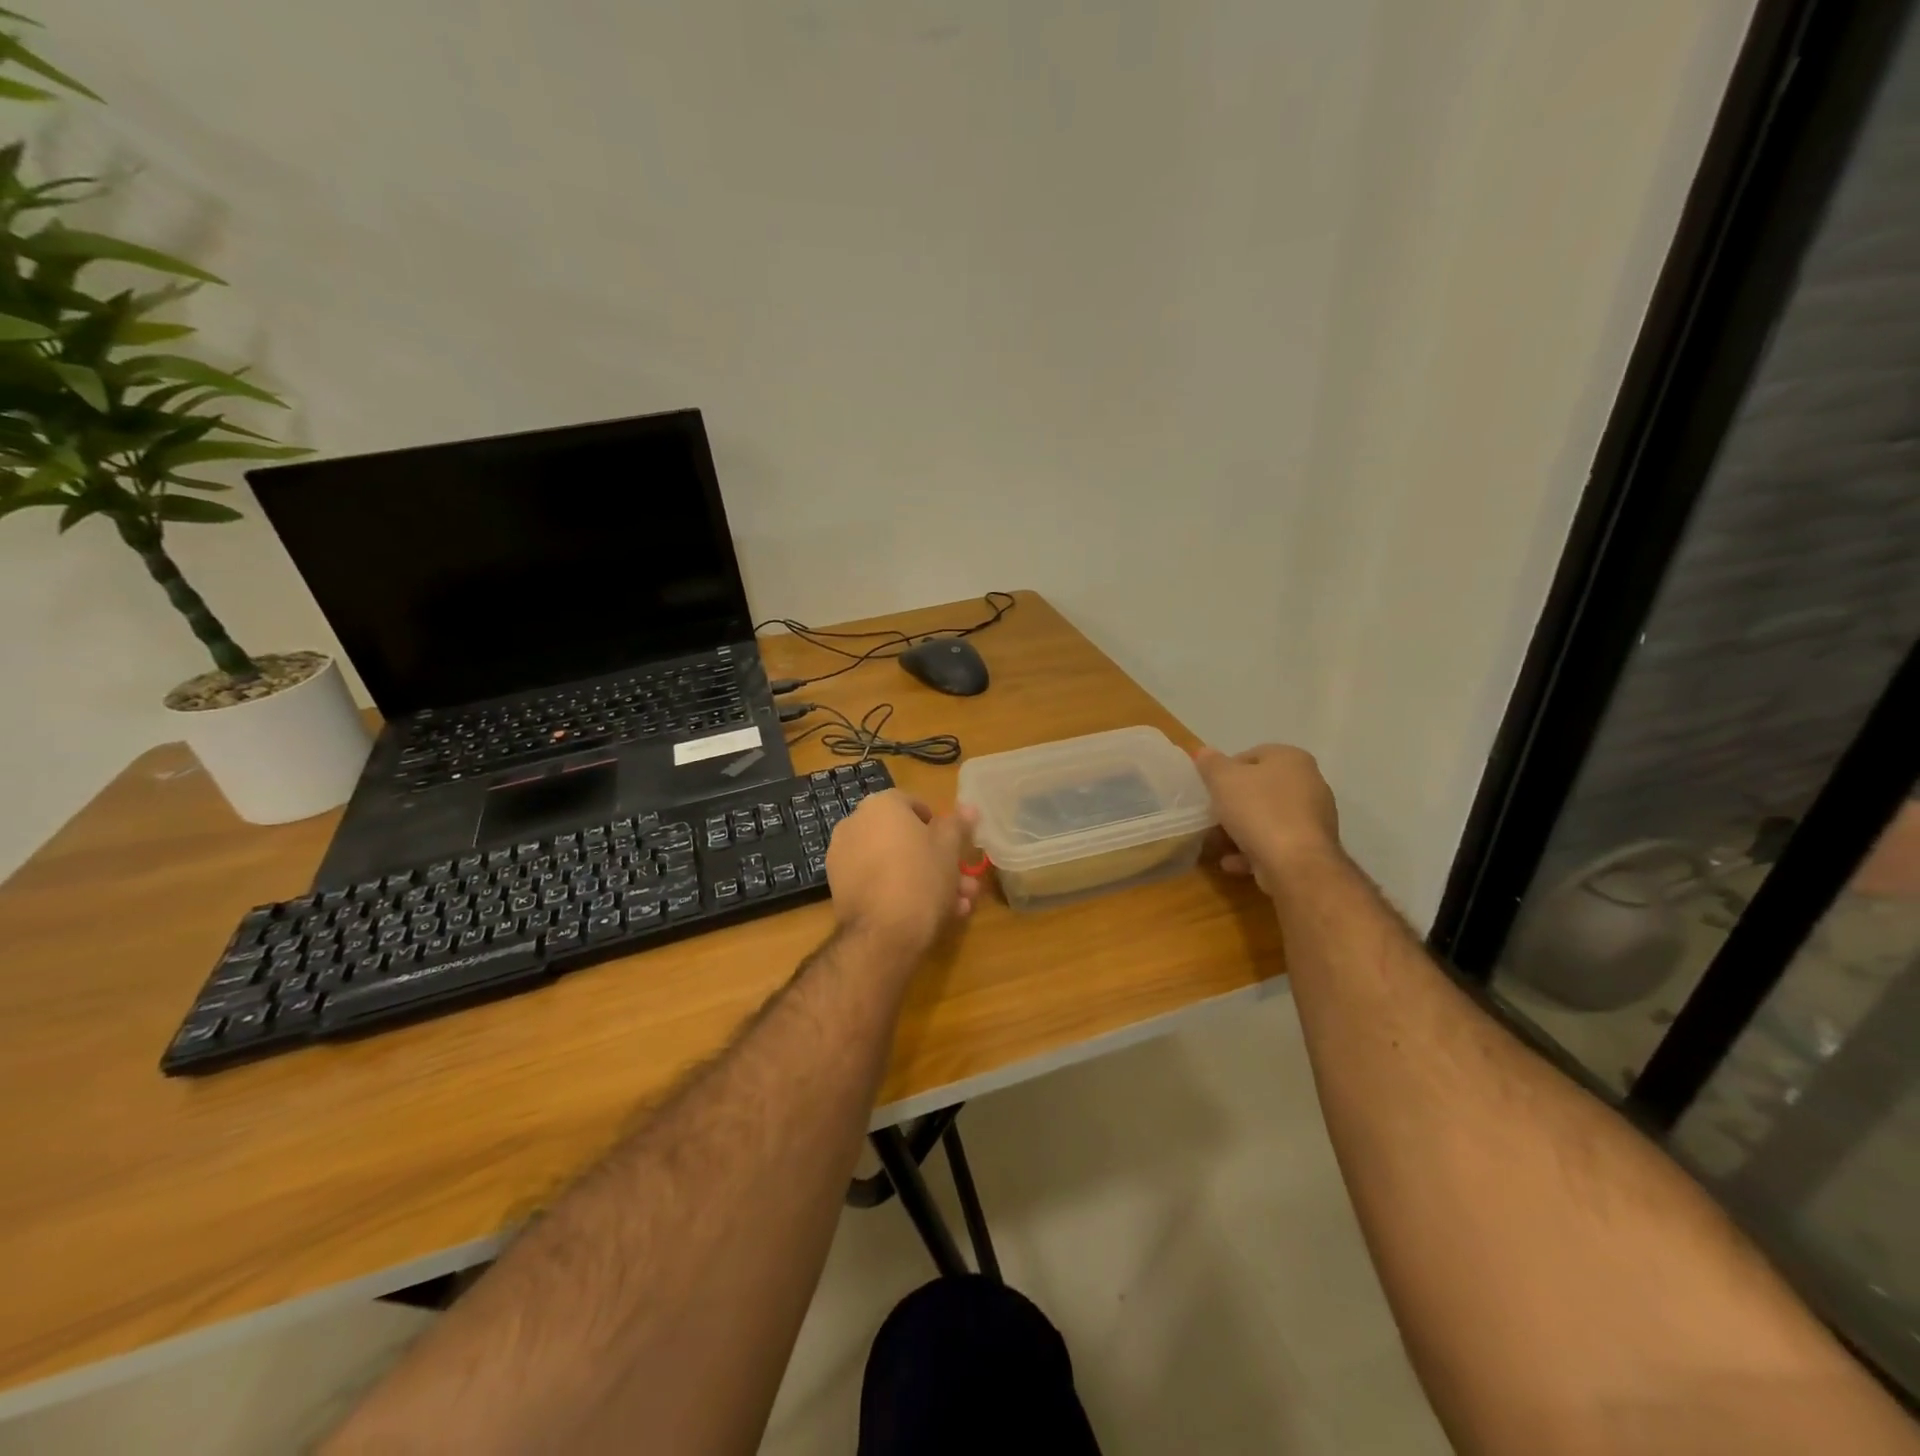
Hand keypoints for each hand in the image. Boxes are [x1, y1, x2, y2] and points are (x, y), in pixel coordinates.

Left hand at [826, 789, 983, 957]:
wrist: (881, 934)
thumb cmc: (921, 879)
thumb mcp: (949, 849)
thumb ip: (958, 825)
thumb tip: (968, 807)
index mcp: (881, 805)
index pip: (915, 805)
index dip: (939, 826)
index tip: (955, 848)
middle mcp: (855, 823)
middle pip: (904, 838)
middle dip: (938, 860)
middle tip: (963, 882)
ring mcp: (843, 857)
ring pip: (893, 863)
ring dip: (925, 880)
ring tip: (956, 905)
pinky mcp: (839, 887)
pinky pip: (877, 881)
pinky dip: (899, 891)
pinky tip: (929, 915)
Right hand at [1193, 744, 1341, 892]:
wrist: (1296, 864)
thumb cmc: (1259, 811)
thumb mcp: (1223, 780)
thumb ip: (1211, 764)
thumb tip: (1204, 752)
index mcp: (1292, 759)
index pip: (1253, 755)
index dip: (1227, 770)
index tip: (1210, 788)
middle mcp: (1310, 783)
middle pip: (1262, 788)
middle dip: (1234, 803)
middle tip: (1212, 814)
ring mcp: (1314, 818)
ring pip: (1268, 818)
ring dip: (1242, 830)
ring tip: (1218, 842)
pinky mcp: (1311, 848)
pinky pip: (1276, 843)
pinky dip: (1254, 850)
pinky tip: (1232, 862)